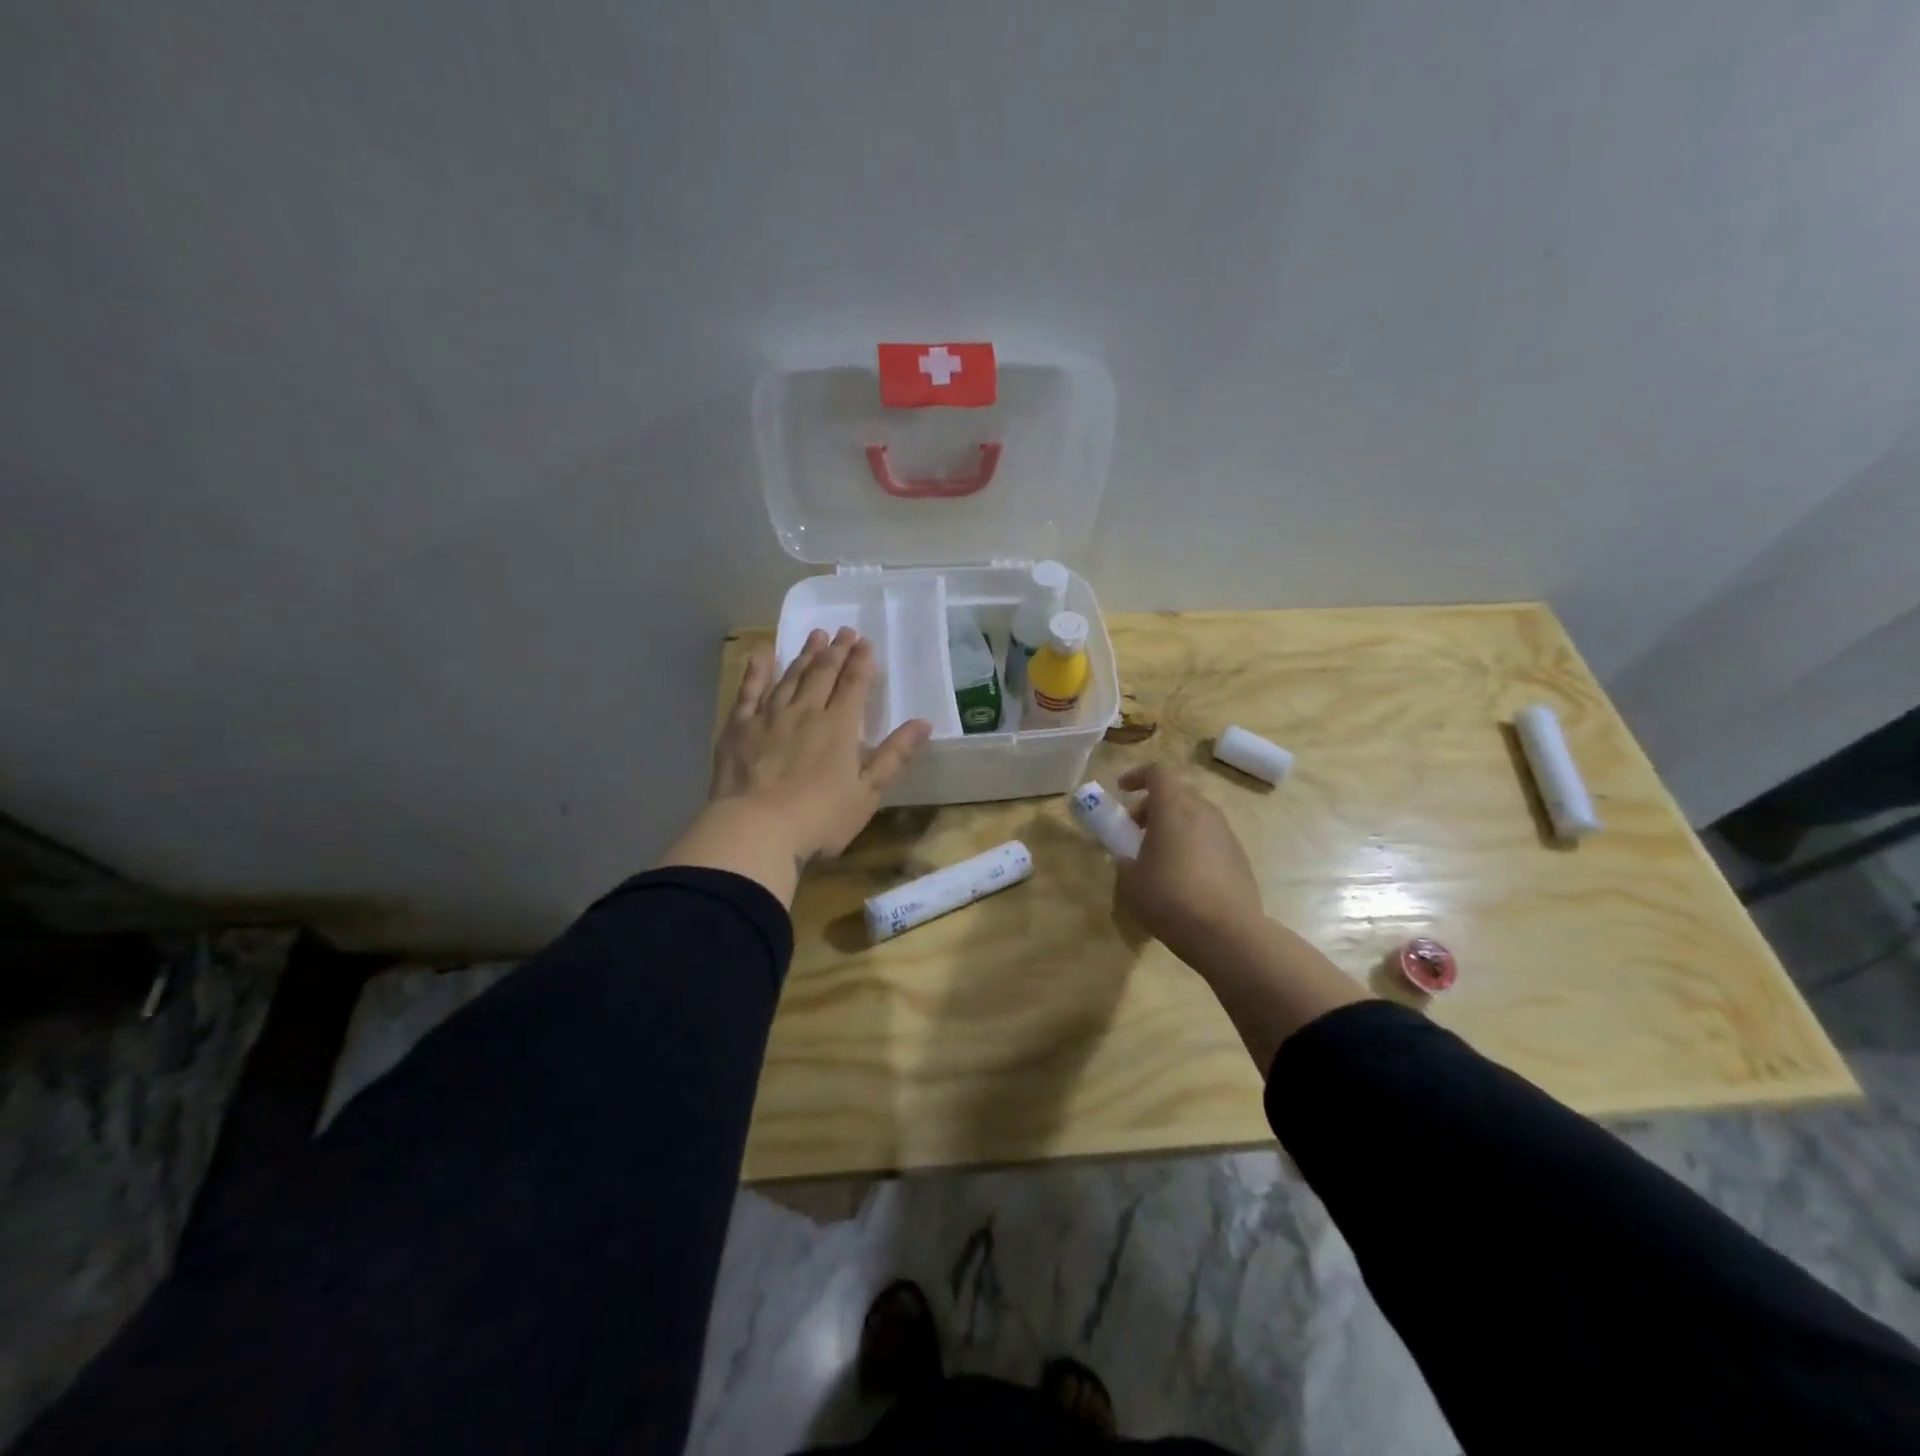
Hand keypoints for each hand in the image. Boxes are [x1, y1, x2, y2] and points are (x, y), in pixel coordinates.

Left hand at [710, 627, 930, 863]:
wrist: (756, 830)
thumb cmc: (819, 818)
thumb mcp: (867, 793)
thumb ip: (894, 756)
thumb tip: (923, 723)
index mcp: (839, 727)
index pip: (854, 684)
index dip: (861, 662)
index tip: (865, 642)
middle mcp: (805, 711)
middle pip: (823, 673)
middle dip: (836, 651)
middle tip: (843, 631)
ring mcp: (769, 716)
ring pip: (791, 676)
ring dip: (805, 654)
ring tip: (815, 635)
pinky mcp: (738, 727)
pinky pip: (749, 690)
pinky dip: (757, 669)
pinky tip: (761, 652)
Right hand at [1114, 764, 1265, 968]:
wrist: (1228, 933)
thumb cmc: (1170, 898)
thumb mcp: (1131, 881)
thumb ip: (1126, 861)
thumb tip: (1130, 859)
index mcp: (1174, 808)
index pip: (1157, 772)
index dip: (1137, 776)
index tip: (1121, 791)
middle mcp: (1203, 812)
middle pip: (1177, 793)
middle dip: (1153, 805)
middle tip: (1135, 830)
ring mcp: (1226, 834)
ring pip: (1195, 815)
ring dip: (1174, 825)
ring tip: (1158, 856)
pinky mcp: (1239, 857)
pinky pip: (1210, 838)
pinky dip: (1192, 844)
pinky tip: (1183, 876)